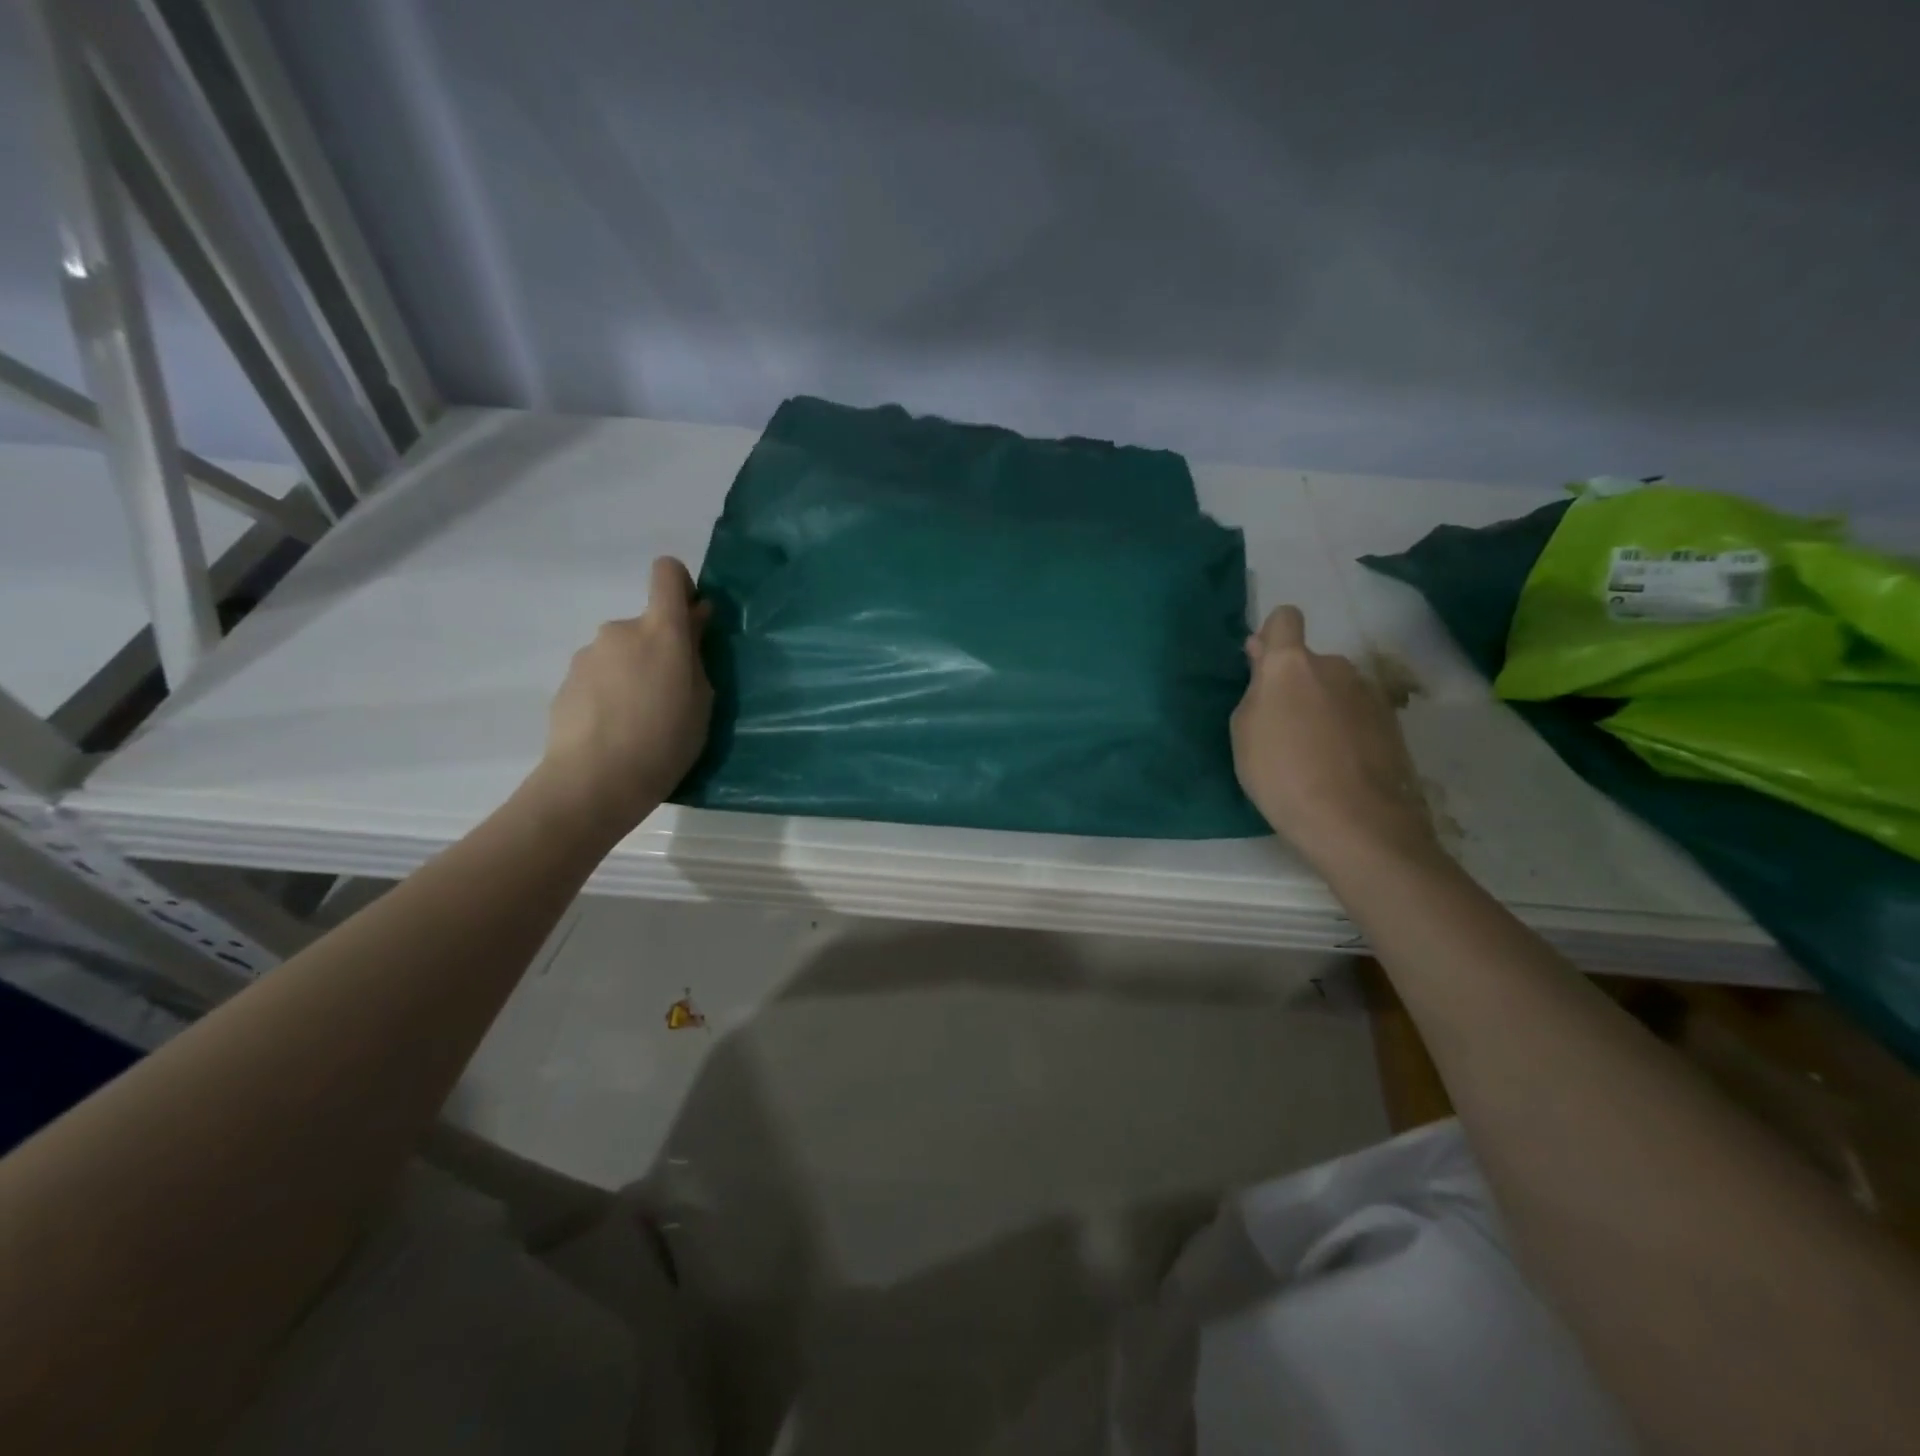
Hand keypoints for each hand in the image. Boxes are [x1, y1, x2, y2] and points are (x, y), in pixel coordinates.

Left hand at [535, 557, 713, 834]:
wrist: (594, 781)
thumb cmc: (665, 740)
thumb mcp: (702, 700)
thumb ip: (697, 654)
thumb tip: (694, 620)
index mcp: (661, 630)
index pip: (668, 573)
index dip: (681, 587)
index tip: (691, 620)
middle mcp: (620, 630)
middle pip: (646, 624)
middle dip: (659, 650)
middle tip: (671, 696)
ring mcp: (588, 655)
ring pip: (621, 653)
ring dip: (633, 673)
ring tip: (640, 720)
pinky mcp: (566, 681)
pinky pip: (599, 677)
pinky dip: (610, 693)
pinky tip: (614, 730)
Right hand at [1230, 605, 1436, 874]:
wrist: (1354, 821)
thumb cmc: (1281, 773)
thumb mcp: (1244, 733)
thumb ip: (1255, 690)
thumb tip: (1263, 658)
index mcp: (1291, 664)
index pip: (1284, 619)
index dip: (1272, 636)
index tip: (1264, 666)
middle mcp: (1334, 666)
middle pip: (1310, 661)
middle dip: (1297, 682)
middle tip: (1282, 726)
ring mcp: (1368, 693)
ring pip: (1335, 687)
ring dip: (1323, 705)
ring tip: (1313, 751)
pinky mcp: (1392, 721)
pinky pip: (1357, 712)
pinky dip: (1346, 728)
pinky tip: (1339, 764)